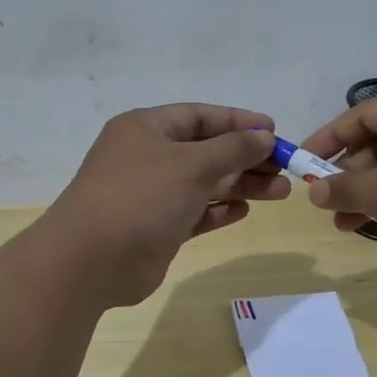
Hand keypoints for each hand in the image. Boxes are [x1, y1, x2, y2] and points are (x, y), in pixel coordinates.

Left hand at [43, 103, 288, 306]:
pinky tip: (245, 210)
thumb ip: (233, 148)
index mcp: (147, 128)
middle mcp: (148, 156)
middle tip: (286, 168)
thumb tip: (264, 136)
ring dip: (241, 185)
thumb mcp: (192, 165)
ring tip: (281, 192)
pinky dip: (219, 210)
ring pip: (205, 183)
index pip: (200, 116)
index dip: (239, 121)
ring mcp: (151, 194)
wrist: (91, 261)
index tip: (274, 131)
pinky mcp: (156, 227)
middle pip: (207, 151)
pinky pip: (195, 212)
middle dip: (247, 158)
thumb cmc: (141, 198)